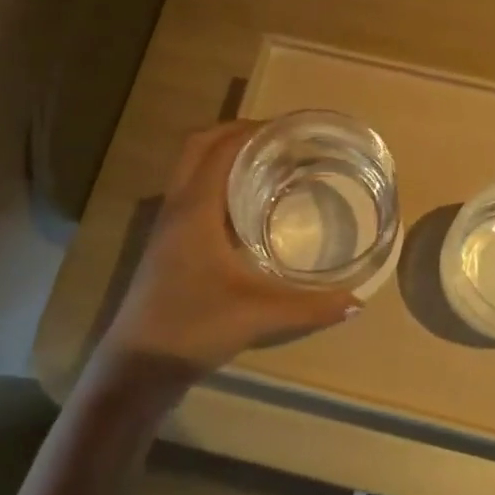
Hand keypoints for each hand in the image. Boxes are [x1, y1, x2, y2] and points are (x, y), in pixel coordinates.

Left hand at [86, 121, 360, 405]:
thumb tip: (356, 301)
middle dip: (235, 133)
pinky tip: (248, 210)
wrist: (137, 367)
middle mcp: (177, 207)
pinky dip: (218, 184)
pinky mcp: (168, 245)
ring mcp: (168, 226)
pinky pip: (192, 194)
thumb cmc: (192, 327)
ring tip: (267, 164)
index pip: (220, 149)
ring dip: (223, 156)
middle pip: (198, 147)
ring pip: (191, 170)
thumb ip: (310, 307)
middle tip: (278, 139)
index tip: (290, 127)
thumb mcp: (257, 315)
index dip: (253, 130)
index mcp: (195, 209)